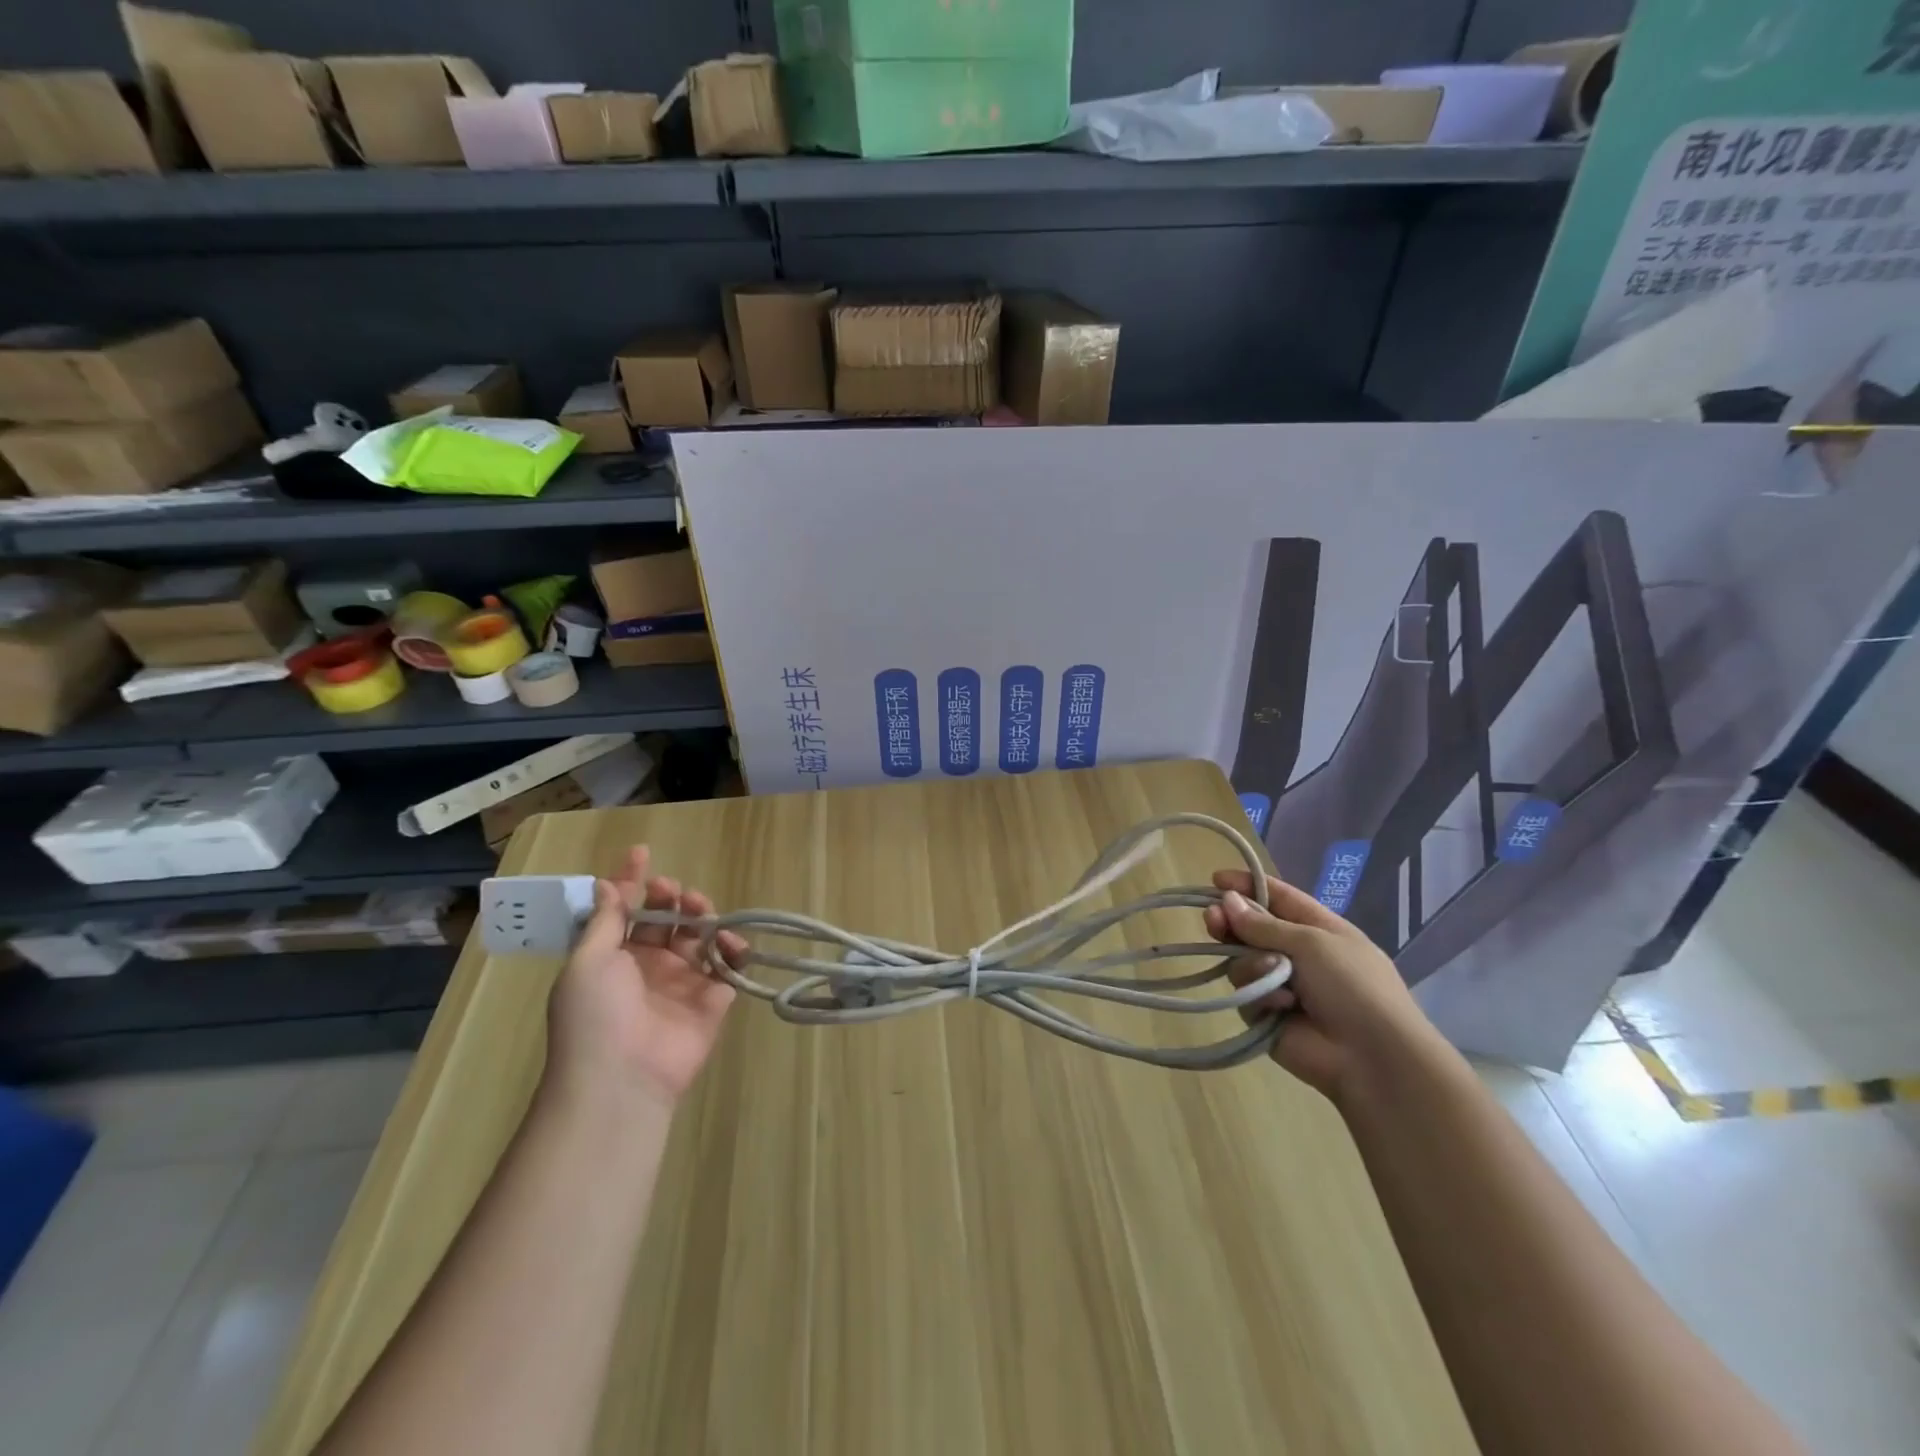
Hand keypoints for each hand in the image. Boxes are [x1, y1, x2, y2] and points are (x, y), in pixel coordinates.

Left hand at [545, 845, 747, 1109]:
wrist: (621, 1080)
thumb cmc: (595, 1015)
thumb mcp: (588, 961)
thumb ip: (606, 920)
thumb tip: (608, 883)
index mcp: (612, 956)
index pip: (625, 909)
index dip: (632, 881)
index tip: (642, 852)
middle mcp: (647, 965)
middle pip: (667, 918)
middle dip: (673, 897)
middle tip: (676, 893)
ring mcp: (681, 983)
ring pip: (699, 937)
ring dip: (703, 917)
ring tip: (704, 913)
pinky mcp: (711, 1002)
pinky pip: (728, 968)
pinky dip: (734, 951)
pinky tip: (731, 944)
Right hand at [1203, 871, 1449, 1103]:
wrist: (1373, 1058)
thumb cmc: (1353, 986)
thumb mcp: (1312, 942)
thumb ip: (1264, 924)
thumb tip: (1226, 900)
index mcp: (1318, 929)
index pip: (1277, 897)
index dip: (1247, 885)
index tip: (1215, 879)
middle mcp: (1296, 954)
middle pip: (1250, 929)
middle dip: (1230, 922)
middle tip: (1212, 919)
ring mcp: (1280, 985)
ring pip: (1241, 961)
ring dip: (1251, 963)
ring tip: (1269, 973)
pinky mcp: (1267, 1015)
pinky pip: (1247, 994)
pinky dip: (1261, 996)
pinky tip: (1281, 1006)